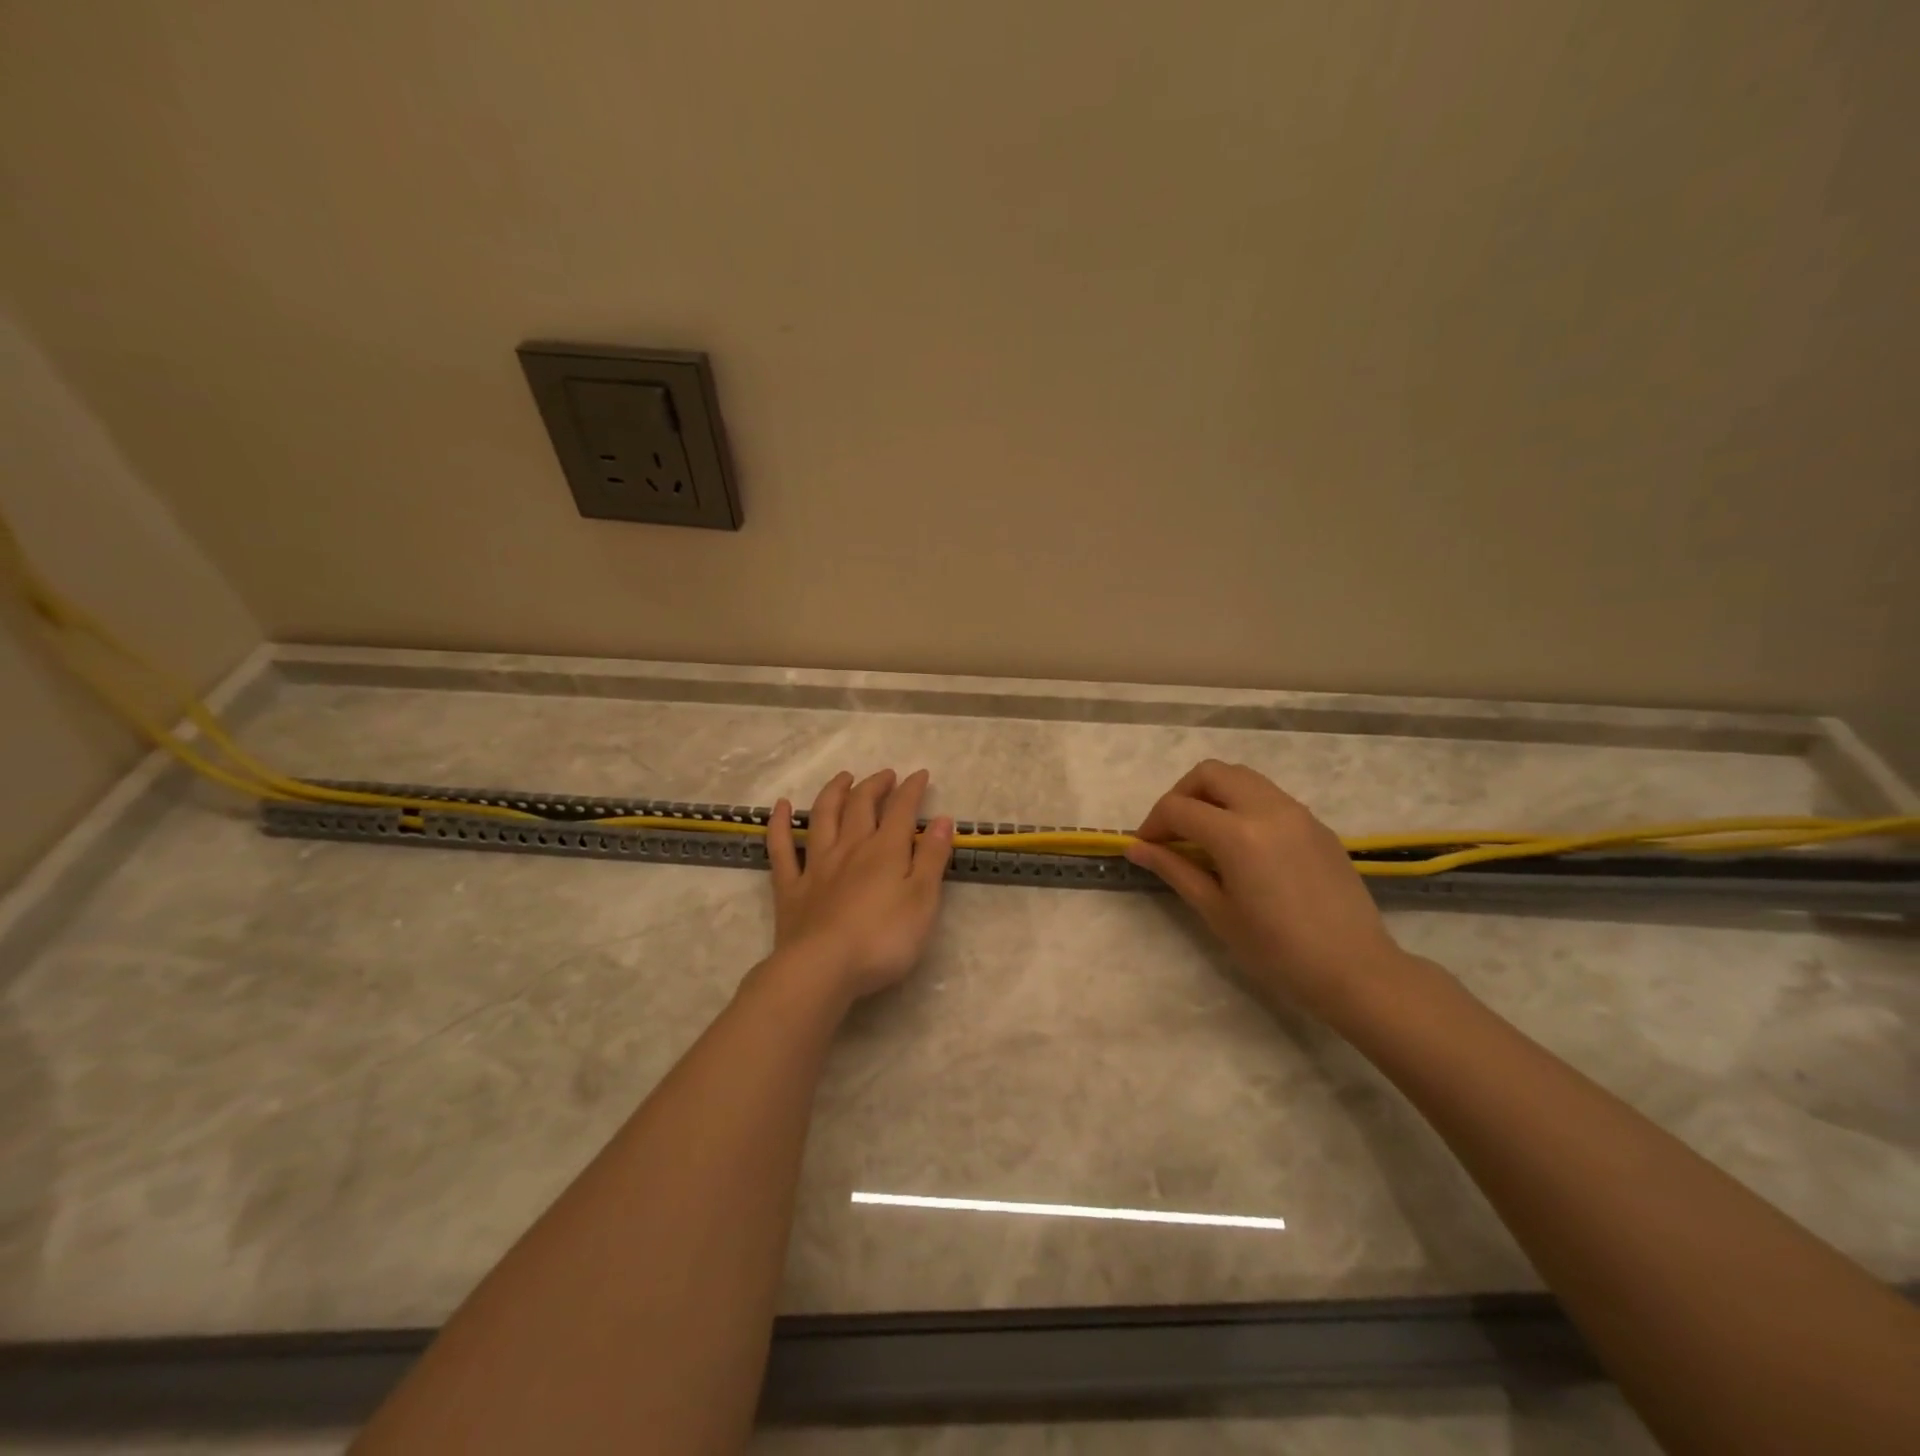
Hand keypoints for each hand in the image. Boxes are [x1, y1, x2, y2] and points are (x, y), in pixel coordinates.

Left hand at [766, 768, 954, 1005]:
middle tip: (885, 775)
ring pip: (823, 817)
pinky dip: (780, 824)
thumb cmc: (883, 939)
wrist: (822, 969)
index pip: (901, 810)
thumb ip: (931, 858)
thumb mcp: (923, 900)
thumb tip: (942, 819)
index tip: (920, 775)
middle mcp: (850, 848)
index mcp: (885, 851)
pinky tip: (780, 806)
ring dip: (834, 792)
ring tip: (844, 778)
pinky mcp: (790, 887)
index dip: (911, 789)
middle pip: (861, 806)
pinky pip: (781, 848)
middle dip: (874, 786)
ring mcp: (816, 865)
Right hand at [1125, 760, 1411, 1024]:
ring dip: (1213, 794)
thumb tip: (1136, 848)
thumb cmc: (1277, 950)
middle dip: (1181, 795)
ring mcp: (1297, 812)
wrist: (1355, 970)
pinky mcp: (1316, 824)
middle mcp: (1267, 809)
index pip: (1179, 808)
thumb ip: (1174, 870)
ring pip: (1242, 777)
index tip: (1145, 848)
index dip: (1153, 824)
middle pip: (1210, 773)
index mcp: (1238, 834)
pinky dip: (1242, 805)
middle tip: (1172, 832)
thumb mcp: (1216, 911)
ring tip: (1204, 834)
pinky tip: (1242, 845)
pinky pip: (1269, 796)